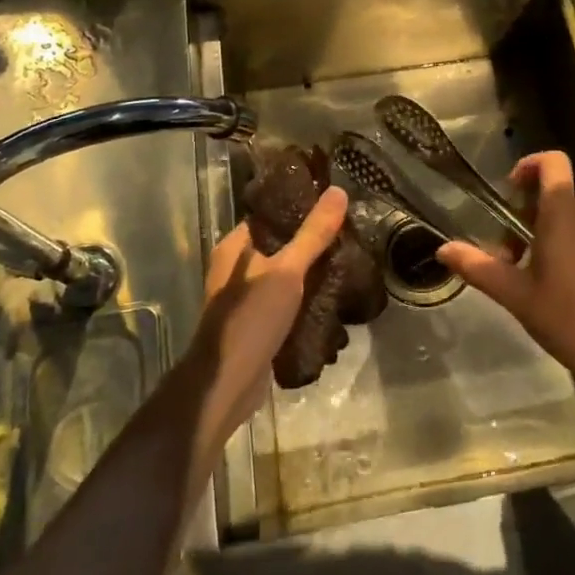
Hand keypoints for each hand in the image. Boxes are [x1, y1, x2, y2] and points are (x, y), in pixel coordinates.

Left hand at [186, 186, 347, 449]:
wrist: (227, 383)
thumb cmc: (251, 318)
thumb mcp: (287, 271)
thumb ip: (313, 233)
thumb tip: (338, 191)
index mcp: (235, 246)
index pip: (270, 214)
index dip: (299, 207)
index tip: (333, 206)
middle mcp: (236, 267)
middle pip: (279, 244)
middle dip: (311, 242)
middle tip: (347, 235)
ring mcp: (246, 297)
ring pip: (284, 274)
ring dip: (310, 271)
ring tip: (346, 261)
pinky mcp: (257, 322)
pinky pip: (285, 300)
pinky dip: (305, 297)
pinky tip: (332, 295)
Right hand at [437, 152, 574, 388]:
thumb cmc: (571, 320)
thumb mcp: (518, 297)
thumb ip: (479, 268)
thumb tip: (443, 249)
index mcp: (562, 217)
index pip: (553, 163)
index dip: (530, 165)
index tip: (511, 191)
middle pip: (556, 201)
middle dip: (529, 221)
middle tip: (513, 260)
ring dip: (554, 240)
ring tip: (541, 282)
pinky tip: (574, 294)